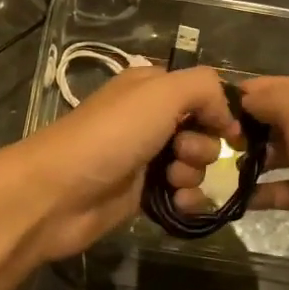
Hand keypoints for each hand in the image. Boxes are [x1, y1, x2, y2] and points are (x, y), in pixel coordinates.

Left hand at [0, 65, 237, 264]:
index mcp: (151, 86)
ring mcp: (146, 156)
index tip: (229, 130)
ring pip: (196, 163)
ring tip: (171, 179)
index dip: (220, 110)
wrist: (59, 192)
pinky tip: (177, 203)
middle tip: (181, 152)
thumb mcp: (162, 92)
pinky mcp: (143, 193)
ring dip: (194, 173)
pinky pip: (183, 193)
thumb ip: (205, 88)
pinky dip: (187, 199)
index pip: (203, 91)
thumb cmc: (112, 135)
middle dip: (204, 144)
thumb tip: (229, 115)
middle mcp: (151, 118)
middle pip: (204, 129)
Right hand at [165, 76, 288, 289]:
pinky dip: (267, 191)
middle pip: (283, 118)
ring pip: (285, 153)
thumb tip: (246, 97)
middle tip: (210, 143)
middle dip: (249, 128)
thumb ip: (273, 101)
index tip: (208, 109)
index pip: (283, 84)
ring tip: (218, 169)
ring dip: (255, 160)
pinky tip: (238, 199)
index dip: (248, 94)